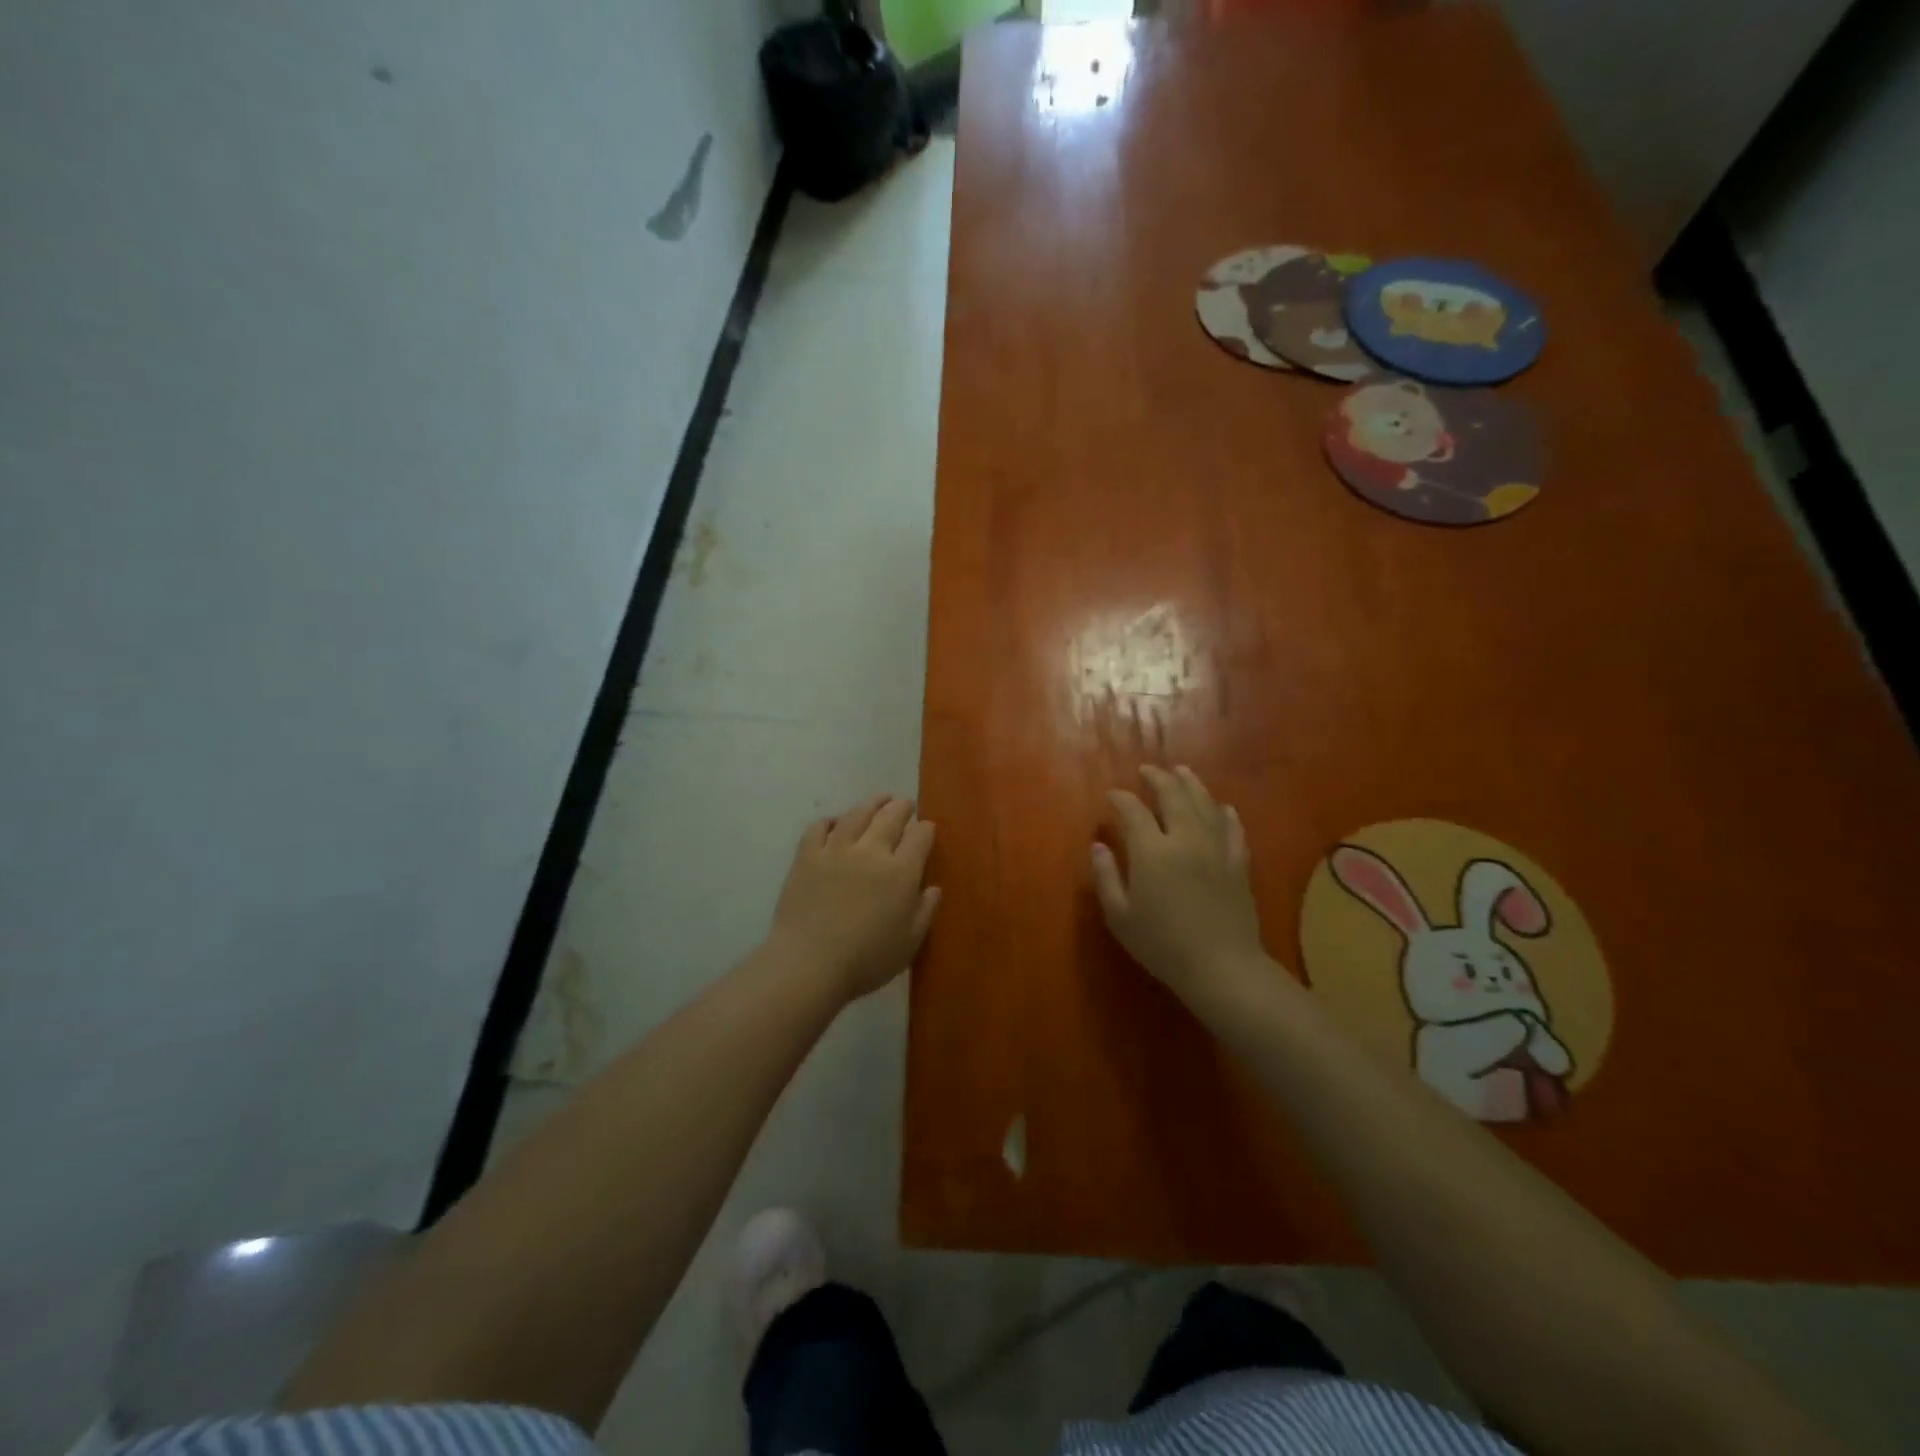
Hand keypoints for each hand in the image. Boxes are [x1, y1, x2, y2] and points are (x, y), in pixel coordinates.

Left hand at [770, 794, 940, 1001]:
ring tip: (879, 800)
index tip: (927, 829)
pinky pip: (819, 827)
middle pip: (890, 817)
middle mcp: (871, 851)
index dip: (926, 829)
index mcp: (901, 872)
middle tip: (906, 805)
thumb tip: (933, 888)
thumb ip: (925, 911)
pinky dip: (830, 820)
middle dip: (902, 807)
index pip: (920, 837)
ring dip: (872, 804)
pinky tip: (836, 822)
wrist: (809, 964)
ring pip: (857, 814)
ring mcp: (836, 849)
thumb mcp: (909, 943)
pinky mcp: (807, 856)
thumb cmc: (866, 960)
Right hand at [1092, 765, 1269, 1013]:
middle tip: (1147, 770)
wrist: (1221, 967)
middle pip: (1173, 795)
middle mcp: (1186, 839)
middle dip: (1158, 778)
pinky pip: (1233, 828)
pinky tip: (1222, 807)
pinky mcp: (1239, 863)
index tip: (1111, 795)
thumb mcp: (1120, 916)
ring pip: (1205, 804)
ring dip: (1191, 784)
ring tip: (1181, 771)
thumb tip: (1098, 846)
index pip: (1133, 811)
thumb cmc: (1162, 945)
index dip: (1120, 798)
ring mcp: (1217, 848)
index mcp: (1152, 851)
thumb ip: (1106, 877)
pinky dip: (1225, 813)